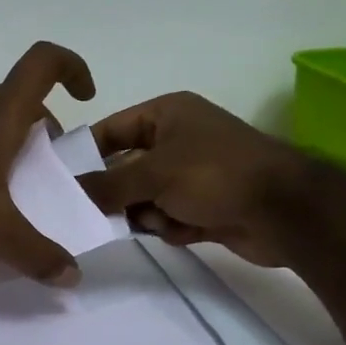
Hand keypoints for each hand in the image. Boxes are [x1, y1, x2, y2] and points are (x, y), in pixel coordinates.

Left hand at [0, 42, 96, 284]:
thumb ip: (37, 254)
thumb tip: (73, 277)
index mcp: (0, 115)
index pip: (43, 63)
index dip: (73, 67)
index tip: (86, 97)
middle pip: (18, 96)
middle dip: (42, 123)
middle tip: (46, 160)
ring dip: (8, 135)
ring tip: (9, 180)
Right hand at [78, 92, 304, 266]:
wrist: (284, 211)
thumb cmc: (215, 174)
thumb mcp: (153, 174)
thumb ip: (107, 185)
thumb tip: (71, 192)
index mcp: (167, 114)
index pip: (111, 130)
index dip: (86, 154)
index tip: (61, 182)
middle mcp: (178, 140)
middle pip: (126, 169)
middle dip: (118, 193)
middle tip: (97, 214)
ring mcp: (193, 175)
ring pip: (145, 198)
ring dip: (147, 213)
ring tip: (160, 220)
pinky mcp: (205, 206)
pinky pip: (168, 217)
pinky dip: (171, 226)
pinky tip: (185, 229)